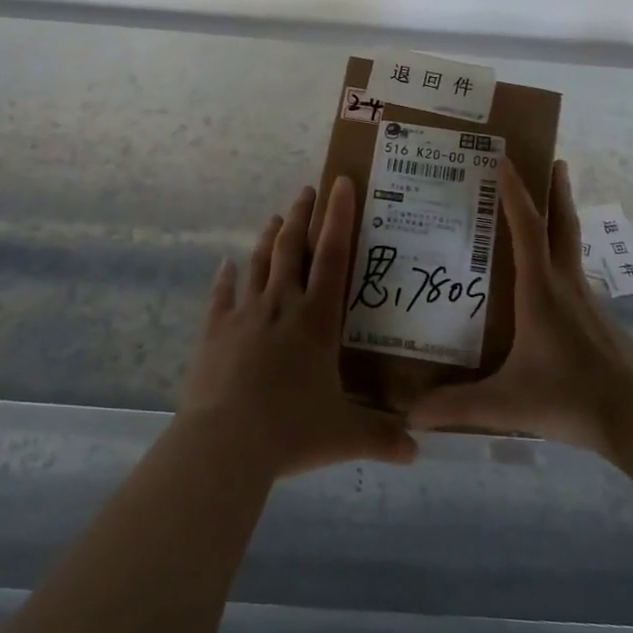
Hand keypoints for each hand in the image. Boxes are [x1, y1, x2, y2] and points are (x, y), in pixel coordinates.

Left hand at [179, 177, 417, 476]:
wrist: (224, 443)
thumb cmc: (290, 430)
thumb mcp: (344, 436)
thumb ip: (382, 437)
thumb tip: (418, 450)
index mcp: (316, 320)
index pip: (332, 256)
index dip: (338, 217)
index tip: (340, 182)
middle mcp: (281, 306)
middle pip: (291, 249)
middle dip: (301, 216)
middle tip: (306, 190)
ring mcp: (244, 315)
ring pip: (259, 264)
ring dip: (268, 239)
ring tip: (276, 217)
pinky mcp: (214, 332)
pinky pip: (221, 296)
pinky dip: (225, 278)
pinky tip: (225, 265)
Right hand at [408, 158, 632, 454]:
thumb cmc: (571, 398)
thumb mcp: (506, 404)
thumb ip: (457, 407)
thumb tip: (409, 415)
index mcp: (541, 291)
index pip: (527, 229)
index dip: (515, 192)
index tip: (505, 159)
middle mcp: (566, 284)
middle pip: (563, 224)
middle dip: (556, 190)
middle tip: (553, 160)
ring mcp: (587, 300)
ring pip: (573, 246)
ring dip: (562, 218)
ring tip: (547, 208)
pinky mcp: (599, 318)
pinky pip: (575, 272)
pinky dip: (563, 255)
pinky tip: (552, 278)